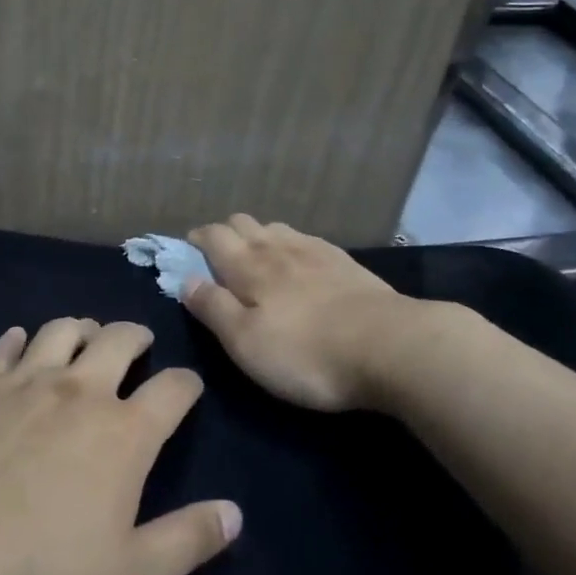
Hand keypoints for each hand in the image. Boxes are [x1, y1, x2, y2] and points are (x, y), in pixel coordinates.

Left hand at [0, 319, 240, 574]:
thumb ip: (187, 542)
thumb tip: (235, 513)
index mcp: (123, 432)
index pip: (173, 389)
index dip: (187, 383)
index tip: (189, 386)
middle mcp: (79, 392)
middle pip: (117, 340)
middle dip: (136, 336)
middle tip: (139, 342)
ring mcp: (23, 383)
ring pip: (60, 330)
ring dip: (80, 327)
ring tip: (86, 335)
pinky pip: (2, 348)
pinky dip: (16, 340)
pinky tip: (17, 343)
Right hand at [183, 215, 408, 411]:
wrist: (389, 346)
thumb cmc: (305, 352)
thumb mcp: (245, 342)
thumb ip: (213, 308)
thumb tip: (186, 280)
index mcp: (248, 265)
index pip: (213, 236)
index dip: (196, 240)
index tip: (187, 251)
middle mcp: (278, 247)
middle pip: (243, 222)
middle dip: (225, 233)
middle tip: (219, 259)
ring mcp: (315, 251)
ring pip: (276, 227)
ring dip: (259, 235)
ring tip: (257, 259)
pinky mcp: (345, 262)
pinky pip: (307, 240)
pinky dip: (291, 244)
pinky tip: (300, 262)